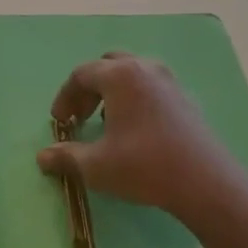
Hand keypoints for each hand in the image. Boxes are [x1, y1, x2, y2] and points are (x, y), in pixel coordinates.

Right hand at [35, 53, 247, 223]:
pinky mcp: (185, 99)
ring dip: (112, 92)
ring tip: (106, 121)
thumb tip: (42, 157)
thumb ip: (66, 157)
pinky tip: (135, 129)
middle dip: (89, 88)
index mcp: (119, 75)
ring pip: (132, 74)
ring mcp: (169, 82)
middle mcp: (144, 69)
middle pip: (107, 66)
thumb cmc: (144, 166)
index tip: (59, 122)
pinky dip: (134, 99)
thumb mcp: (96, 166)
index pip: (81, 74)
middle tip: (80, 115)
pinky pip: (150, 87)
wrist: (206, 182)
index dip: (65, 97)